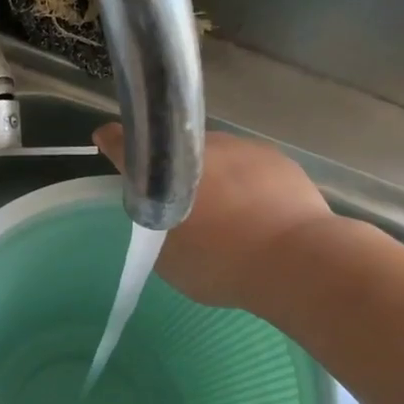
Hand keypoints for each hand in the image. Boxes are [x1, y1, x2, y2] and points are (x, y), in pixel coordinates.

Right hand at [94, 123, 333, 309]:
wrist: (298, 260)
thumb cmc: (222, 264)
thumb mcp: (171, 260)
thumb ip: (158, 231)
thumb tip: (164, 218)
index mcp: (167, 171)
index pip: (128, 146)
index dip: (114, 143)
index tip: (106, 139)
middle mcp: (201, 147)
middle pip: (177, 152)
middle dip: (174, 171)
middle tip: (184, 207)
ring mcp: (243, 148)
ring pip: (217, 157)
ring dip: (214, 177)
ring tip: (228, 215)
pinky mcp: (277, 158)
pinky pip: (250, 167)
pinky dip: (246, 184)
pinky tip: (258, 214)